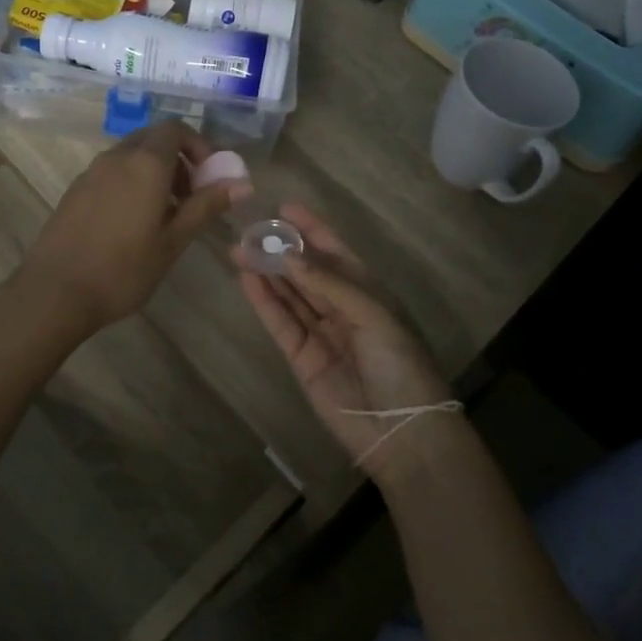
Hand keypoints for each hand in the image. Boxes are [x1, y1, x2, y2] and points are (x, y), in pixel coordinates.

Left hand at [20, 121, 231, 331]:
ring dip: (154, 171)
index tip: (209, 177)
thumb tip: (242, 184)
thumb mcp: (173, 241)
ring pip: (131, 154)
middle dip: (178, 158)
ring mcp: (91, 171)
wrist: (55, 292)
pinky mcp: (75, 189)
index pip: (176, 129)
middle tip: (191, 196)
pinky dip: (131, 181)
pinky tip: (132, 222)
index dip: (198, 146)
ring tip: (164, 214)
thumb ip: (206, 206)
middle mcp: (117, 157)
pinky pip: (111, 171)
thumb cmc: (123, 269)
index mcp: (145, 163)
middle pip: (153, 138)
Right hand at [233, 204, 456, 482]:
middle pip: (306, 271)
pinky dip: (264, 302)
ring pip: (289, 294)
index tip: (284, 207)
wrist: (402, 432)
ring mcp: (321, 333)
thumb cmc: (400, 365)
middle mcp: (342, 308)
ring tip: (239, 248)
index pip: (335, 252)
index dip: (311, 229)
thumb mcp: (373, 316)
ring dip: (266, 272)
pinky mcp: (301, 358)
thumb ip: (329, 284)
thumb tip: (288, 255)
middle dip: (280, 250)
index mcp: (368, 293)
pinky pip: (280, 323)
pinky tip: (247, 279)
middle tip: (249, 229)